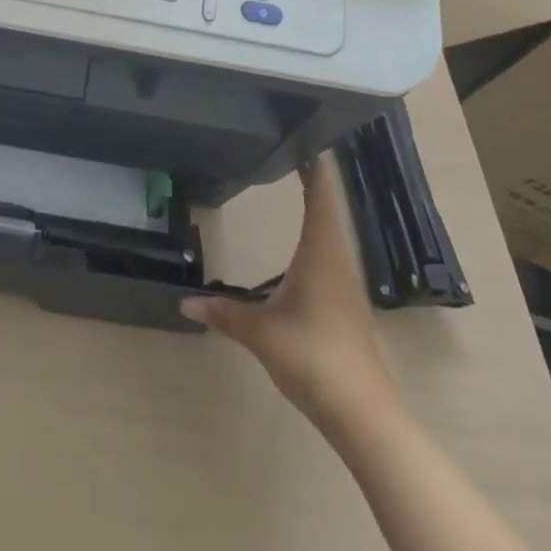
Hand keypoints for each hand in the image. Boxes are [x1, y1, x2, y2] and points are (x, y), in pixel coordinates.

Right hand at [182, 155, 398, 422]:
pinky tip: (307, 239)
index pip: (321, 195)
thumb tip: (185, 302)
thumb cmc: (313, 358)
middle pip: (330, 206)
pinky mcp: (347, 303)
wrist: (364, 415)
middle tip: (294, 146)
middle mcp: (338, 259)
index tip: (306, 134)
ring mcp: (346, 282)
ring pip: (334, 230)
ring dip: (320, 204)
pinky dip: (320, 230)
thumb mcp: (261, 333)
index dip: (315, 164)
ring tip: (301, 180)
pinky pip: (333, 251)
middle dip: (315, 177)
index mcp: (321, 252)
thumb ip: (224, 313)